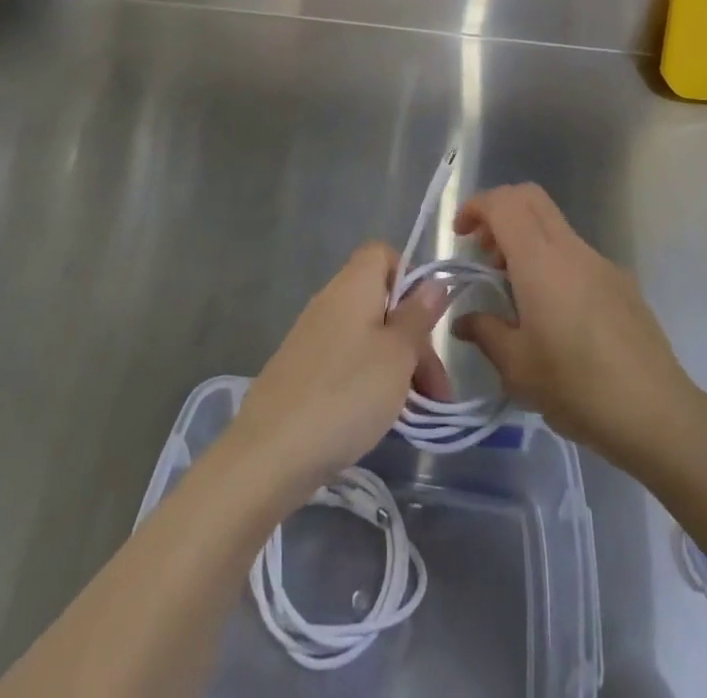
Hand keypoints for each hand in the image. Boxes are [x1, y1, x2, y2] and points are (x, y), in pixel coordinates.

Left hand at [229, 244, 450, 500]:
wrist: (270, 453)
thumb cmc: (345, 393)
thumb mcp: (397, 355)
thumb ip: (417, 317)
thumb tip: (433, 283)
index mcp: (353, 285)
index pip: (383, 254)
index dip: (409, 278)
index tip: (426, 321)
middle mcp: (330, 301)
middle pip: (381, 302)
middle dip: (414, 340)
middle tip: (436, 391)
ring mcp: (312, 337)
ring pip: (367, 337)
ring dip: (396, 366)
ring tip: (416, 411)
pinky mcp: (301, 371)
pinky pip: (346, 362)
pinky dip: (368, 382)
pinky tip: (379, 417)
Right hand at [453, 184, 698, 467]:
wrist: (656, 412)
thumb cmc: (576, 387)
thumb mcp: (517, 367)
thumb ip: (485, 332)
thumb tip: (464, 321)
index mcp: (540, 261)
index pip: (504, 203)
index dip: (476, 206)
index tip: (460, 235)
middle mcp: (571, 249)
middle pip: (531, 198)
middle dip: (500, 212)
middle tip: (484, 253)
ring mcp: (601, 262)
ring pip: (554, 225)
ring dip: (526, 239)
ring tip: (514, 290)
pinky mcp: (621, 281)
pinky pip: (576, 253)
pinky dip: (552, 262)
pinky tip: (554, 313)